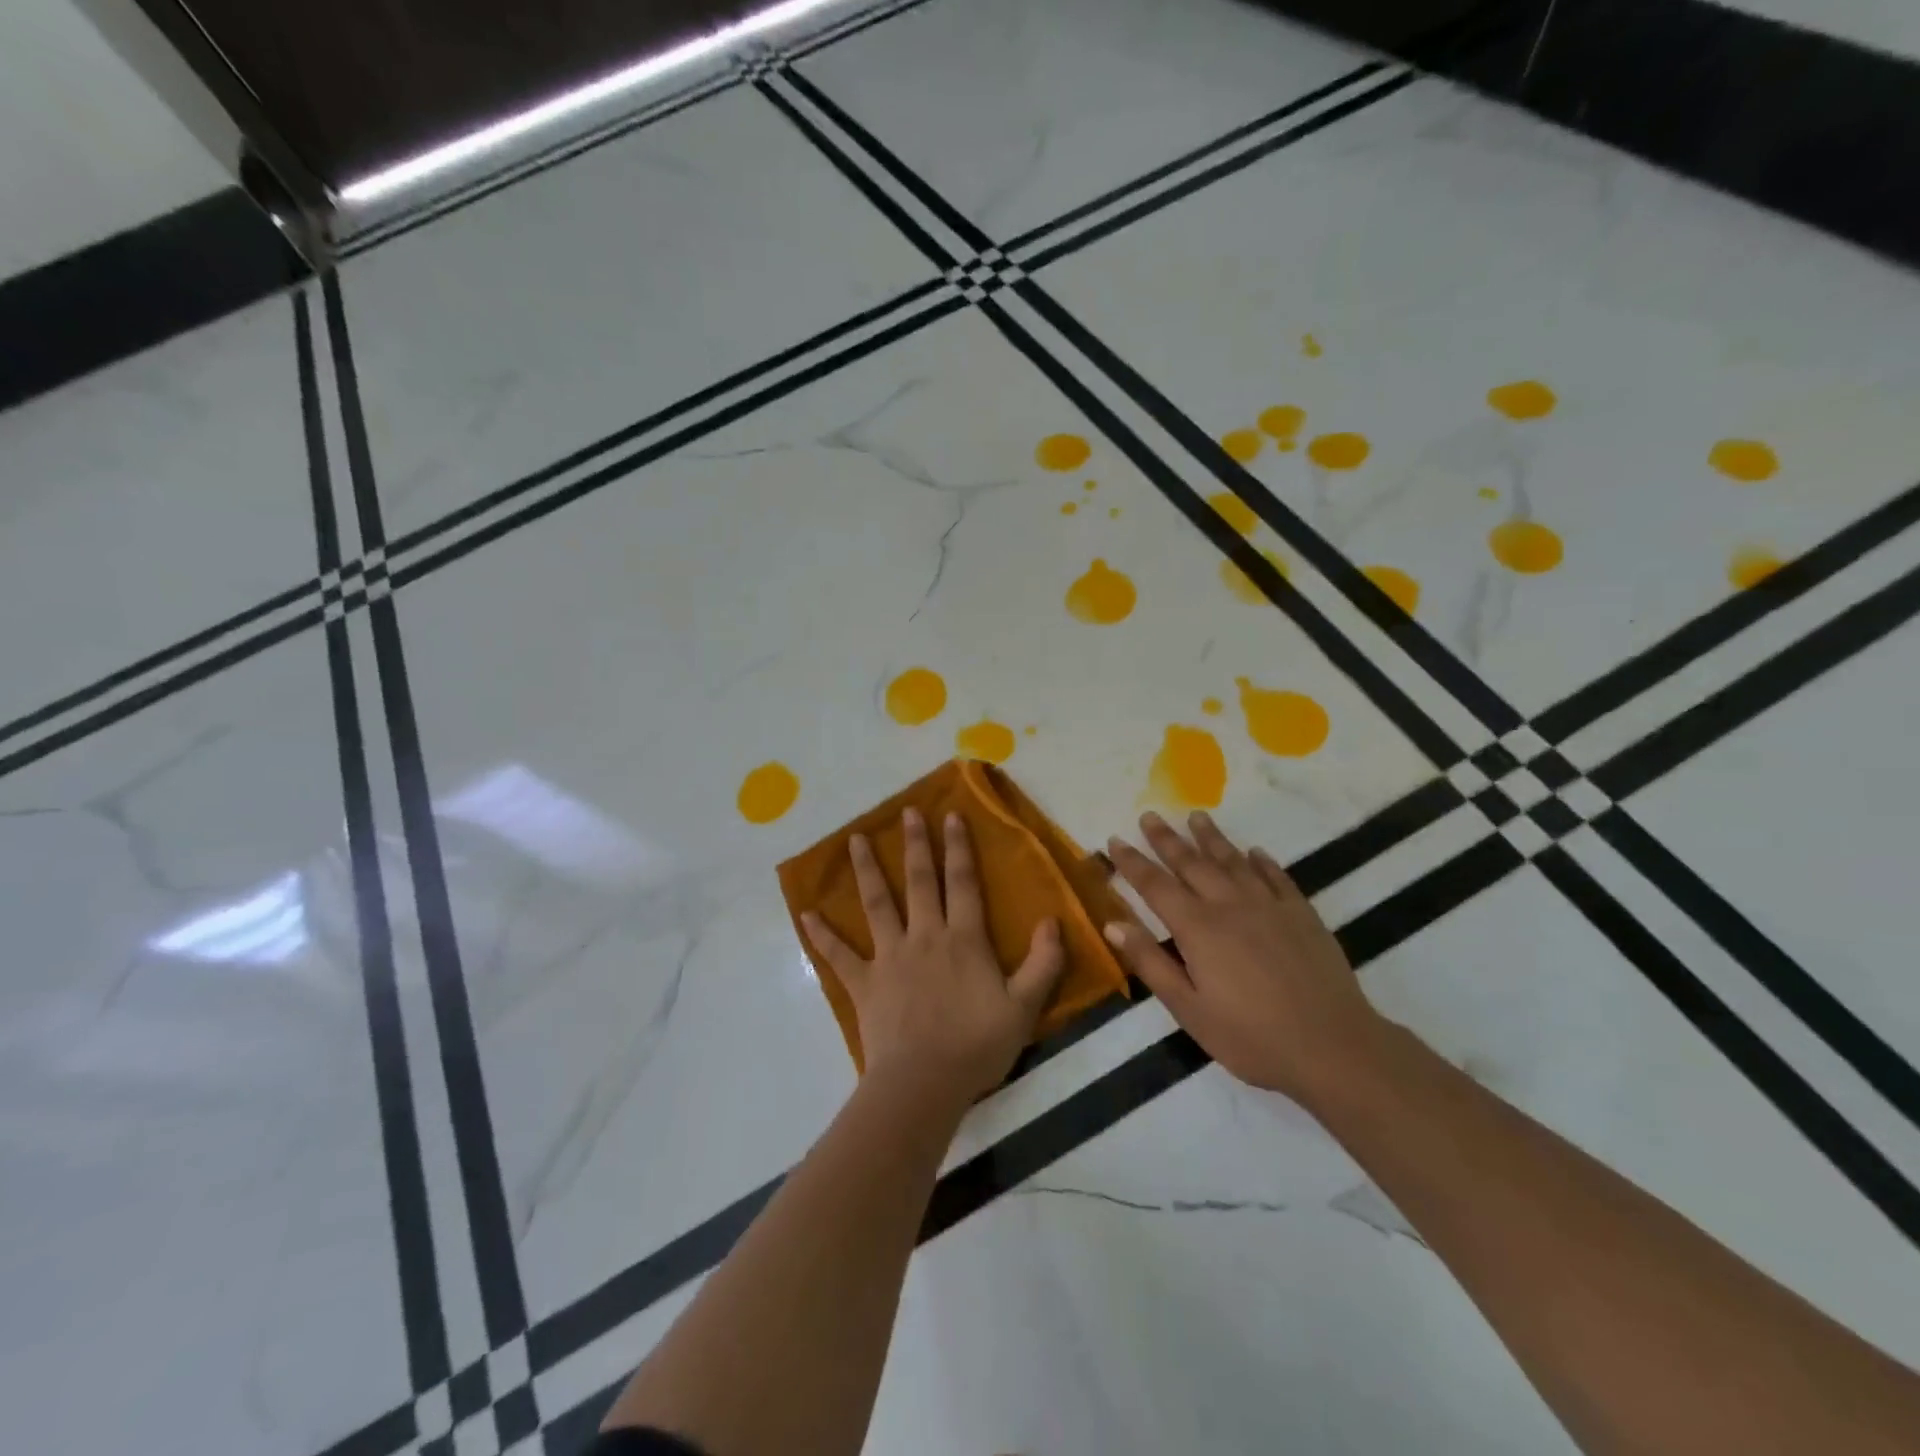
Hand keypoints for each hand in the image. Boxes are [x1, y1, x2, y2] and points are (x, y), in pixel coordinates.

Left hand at [803, 808, 1067, 1105]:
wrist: (924, 1083)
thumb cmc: (976, 1045)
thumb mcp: (1024, 1008)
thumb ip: (1043, 963)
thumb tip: (1052, 920)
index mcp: (963, 940)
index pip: (962, 883)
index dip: (959, 848)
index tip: (951, 815)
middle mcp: (925, 937)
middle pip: (920, 882)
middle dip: (916, 845)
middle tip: (907, 812)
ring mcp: (890, 957)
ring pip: (877, 905)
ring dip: (868, 871)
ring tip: (856, 840)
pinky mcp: (864, 983)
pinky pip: (839, 955)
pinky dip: (822, 935)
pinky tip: (806, 914)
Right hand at [1103, 811, 1383, 1104]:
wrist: (1333, 1047)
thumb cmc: (1251, 1036)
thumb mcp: (1188, 1009)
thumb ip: (1150, 962)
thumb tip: (1113, 924)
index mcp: (1197, 928)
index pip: (1155, 885)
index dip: (1132, 862)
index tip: (1114, 839)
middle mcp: (1230, 905)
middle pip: (1192, 863)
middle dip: (1167, 839)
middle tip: (1150, 815)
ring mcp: (1269, 906)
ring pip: (1233, 861)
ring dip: (1212, 838)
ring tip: (1197, 817)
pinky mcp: (1302, 914)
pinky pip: (1276, 877)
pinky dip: (1262, 861)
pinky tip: (1255, 852)